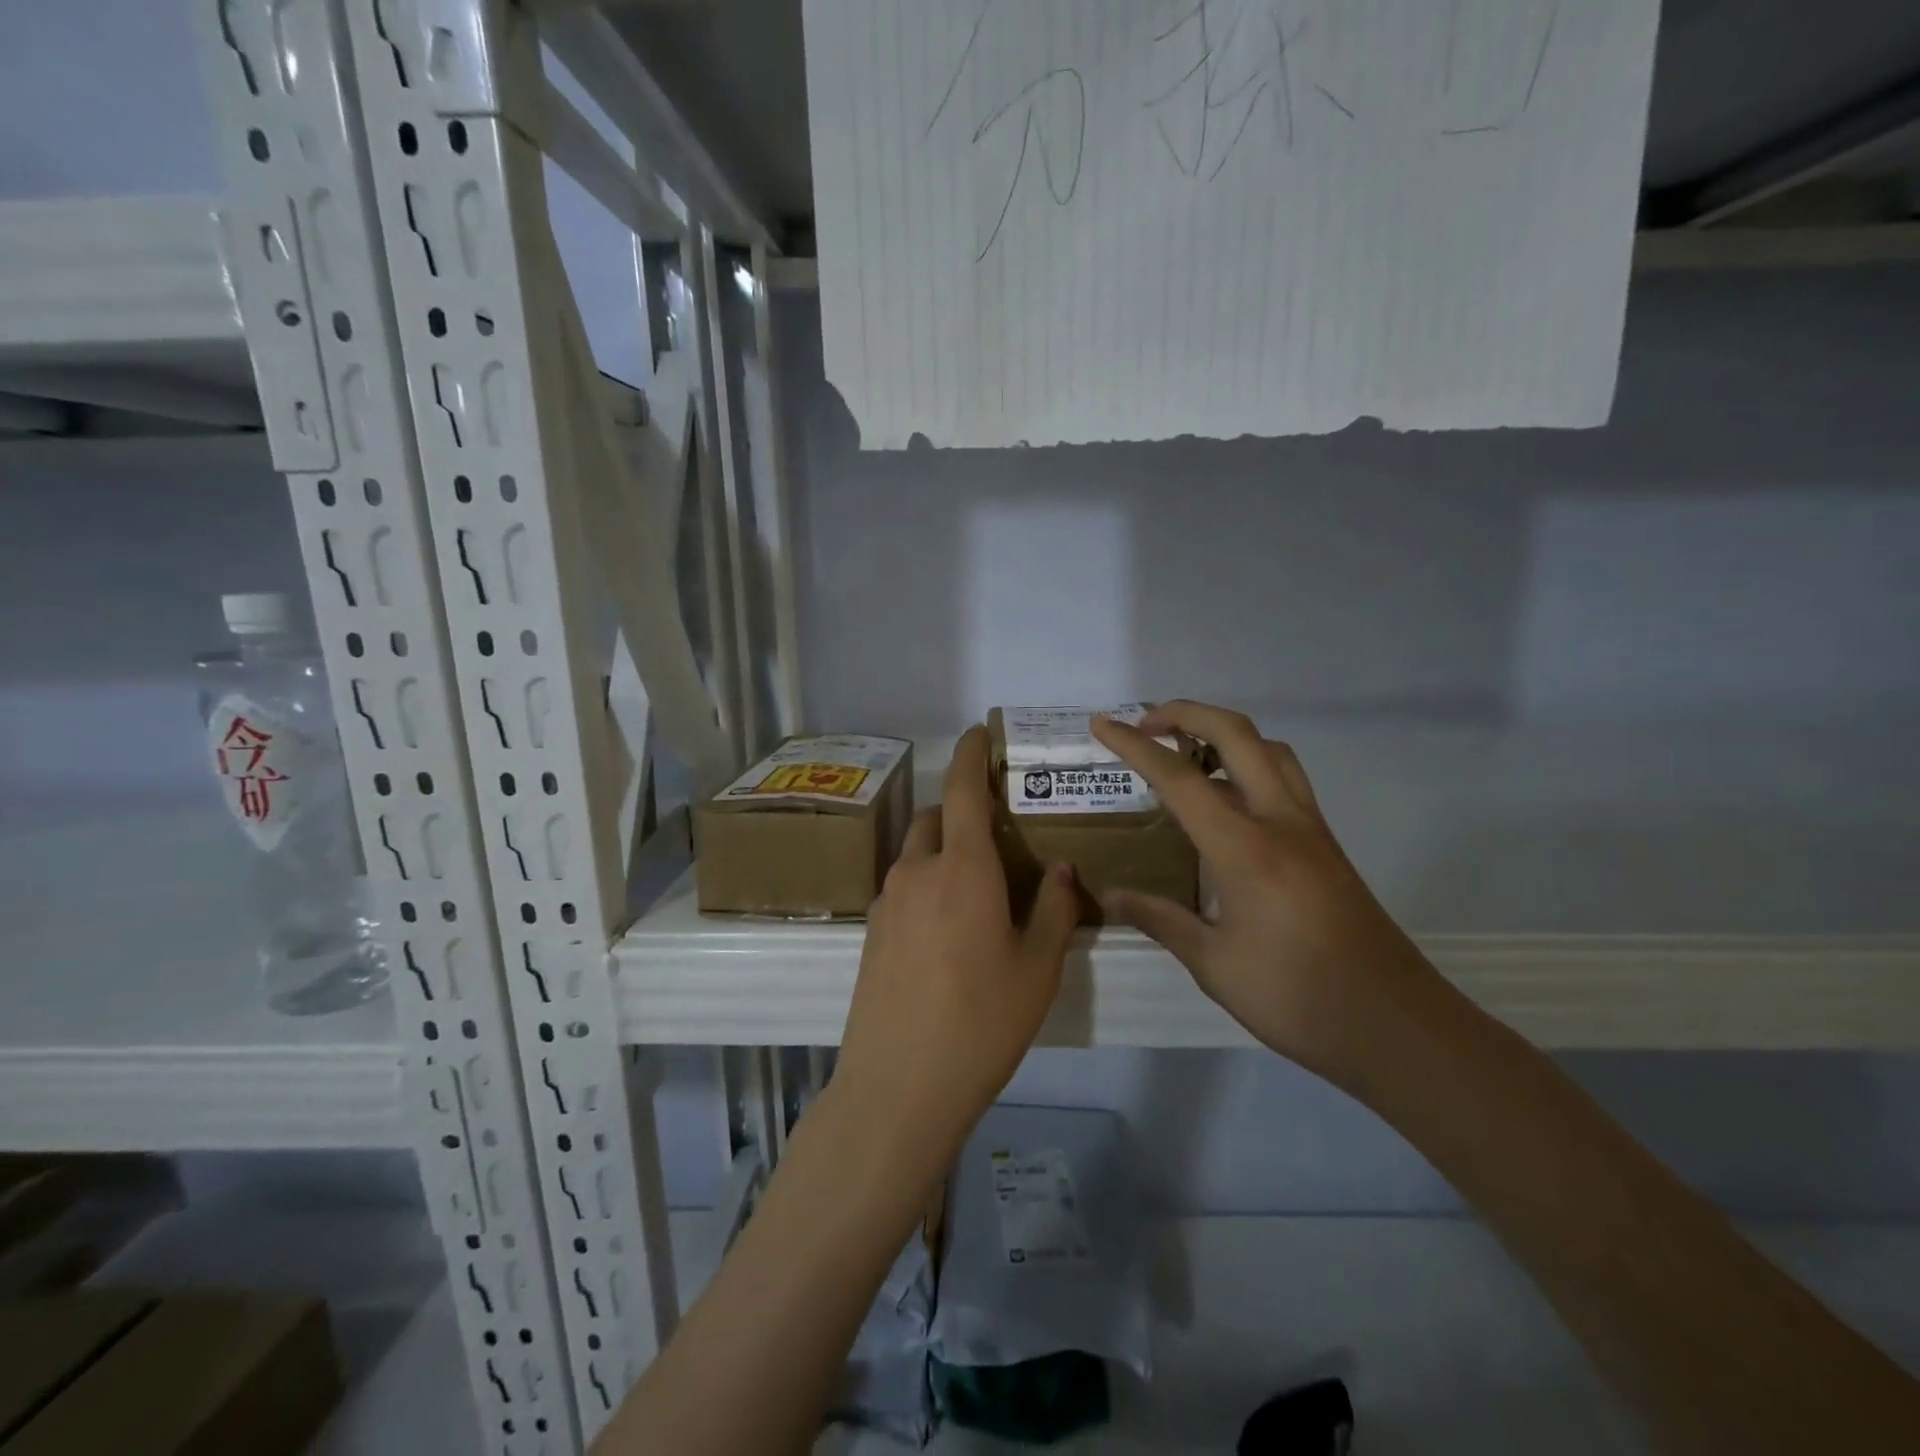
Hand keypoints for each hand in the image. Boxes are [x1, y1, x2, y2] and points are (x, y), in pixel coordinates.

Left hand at [833, 726, 1079, 1159]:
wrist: (898, 1087)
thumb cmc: (981, 1023)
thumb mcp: (1037, 969)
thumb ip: (1054, 910)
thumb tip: (1058, 869)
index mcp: (962, 869)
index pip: (961, 790)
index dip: (970, 755)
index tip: (978, 732)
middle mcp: (917, 873)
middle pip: (934, 819)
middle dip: (960, 812)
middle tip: (996, 837)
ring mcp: (887, 904)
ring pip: (916, 855)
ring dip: (943, 852)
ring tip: (978, 891)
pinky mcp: (871, 934)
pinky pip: (903, 889)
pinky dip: (927, 885)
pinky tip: (949, 932)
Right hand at [1092, 701, 1443, 1088]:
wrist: (1396, 1026)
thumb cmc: (1297, 998)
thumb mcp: (1215, 964)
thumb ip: (1162, 919)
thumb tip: (1113, 895)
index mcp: (1245, 849)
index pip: (1179, 779)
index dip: (1134, 746)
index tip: (1101, 725)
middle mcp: (1282, 822)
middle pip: (1236, 735)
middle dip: (1186, 713)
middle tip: (1144, 723)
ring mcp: (1311, 830)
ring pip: (1270, 750)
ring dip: (1224, 734)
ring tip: (1186, 751)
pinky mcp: (1326, 845)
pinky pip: (1285, 780)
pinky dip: (1249, 765)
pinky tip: (1226, 803)